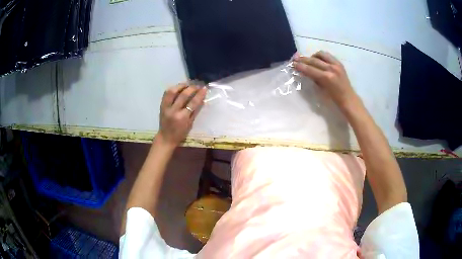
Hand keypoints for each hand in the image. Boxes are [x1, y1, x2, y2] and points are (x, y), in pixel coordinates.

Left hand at [157, 83, 206, 146]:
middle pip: (183, 95)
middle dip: (192, 88)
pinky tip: (179, 88)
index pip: (193, 102)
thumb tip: (202, 99)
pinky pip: (166, 93)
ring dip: (181, 85)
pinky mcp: (161, 105)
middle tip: (198, 85)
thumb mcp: (190, 124)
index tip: (204, 88)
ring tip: (188, 84)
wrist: (165, 138)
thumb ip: (195, 111)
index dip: (200, 94)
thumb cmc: (180, 134)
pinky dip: (173, 88)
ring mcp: (166, 107)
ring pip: (172, 91)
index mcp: (182, 117)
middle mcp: (173, 111)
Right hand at [293, 51, 358, 109]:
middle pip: (313, 60)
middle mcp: (331, 68)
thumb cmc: (334, 99)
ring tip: (309, 60)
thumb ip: (313, 78)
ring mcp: (336, 64)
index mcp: (327, 78)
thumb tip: (304, 71)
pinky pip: (327, 55)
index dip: (300, 66)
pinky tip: (318, 60)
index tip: (293, 64)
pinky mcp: (339, 63)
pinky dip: (320, 56)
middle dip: (303, 59)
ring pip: (320, 54)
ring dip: (312, 56)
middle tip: (295, 59)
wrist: (348, 98)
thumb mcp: (321, 89)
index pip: (310, 69)